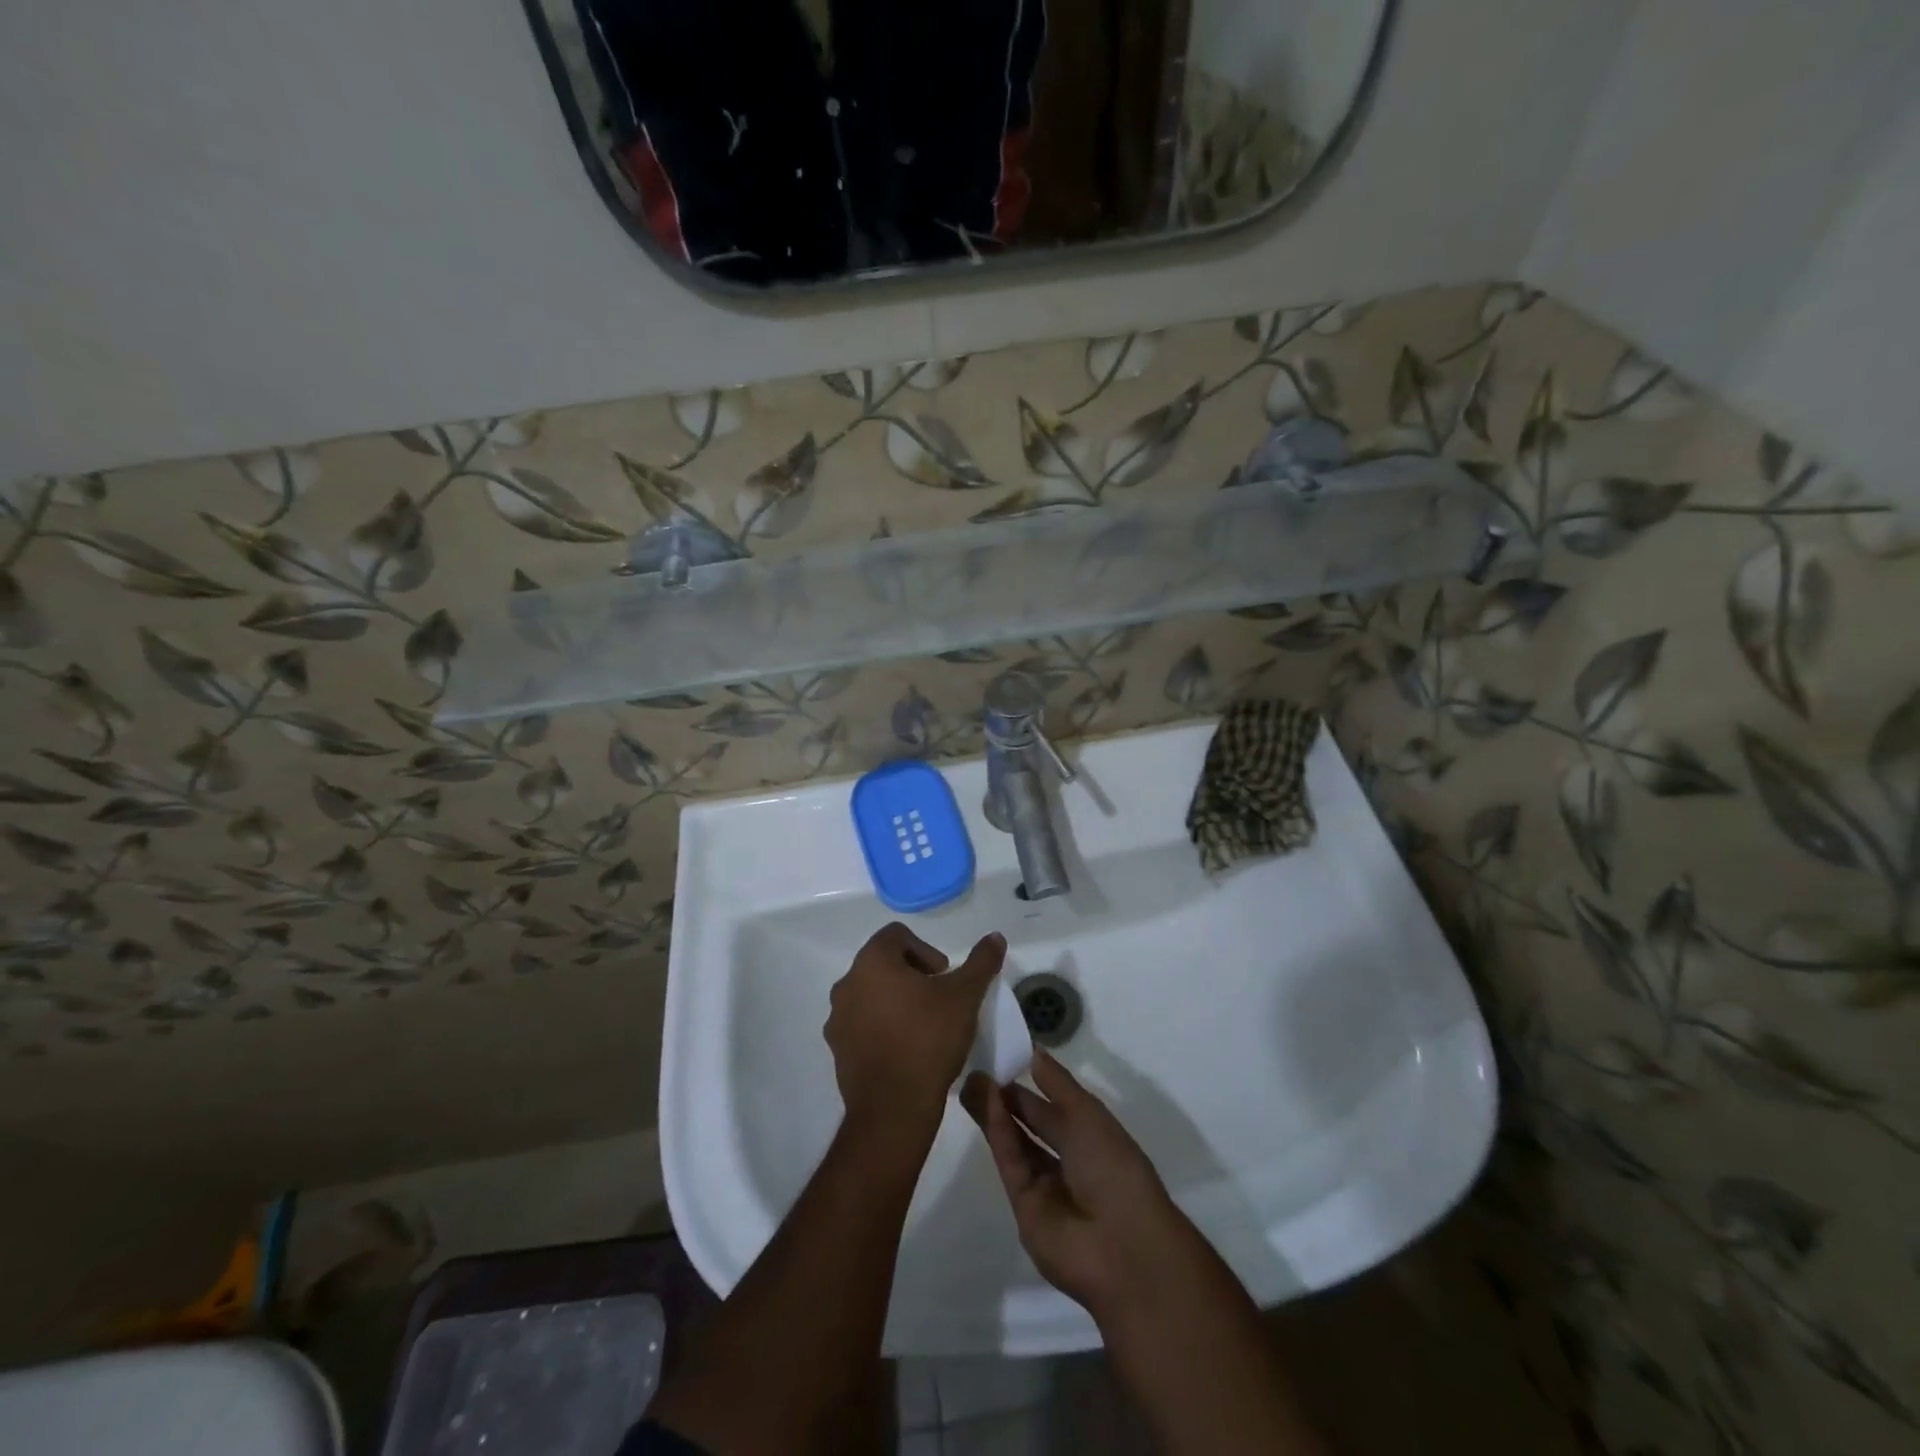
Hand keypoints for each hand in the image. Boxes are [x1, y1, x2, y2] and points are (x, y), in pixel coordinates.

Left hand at [825, 922, 1005, 1132]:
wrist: (894, 1108)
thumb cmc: (929, 1040)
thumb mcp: (965, 997)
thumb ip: (980, 962)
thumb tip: (995, 936)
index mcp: (872, 962)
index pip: (896, 935)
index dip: (925, 950)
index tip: (944, 977)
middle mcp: (847, 984)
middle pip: (882, 963)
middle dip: (912, 975)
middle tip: (938, 999)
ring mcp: (838, 1018)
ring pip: (870, 995)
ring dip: (895, 1001)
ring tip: (923, 1026)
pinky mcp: (838, 1049)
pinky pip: (861, 1025)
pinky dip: (882, 1027)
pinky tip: (906, 1049)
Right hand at [961, 1052, 1186, 1323]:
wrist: (1121, 1245)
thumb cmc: (1113, 1165)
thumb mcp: (1087, 1112)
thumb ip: (1056, 1082)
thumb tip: (1033, 1050)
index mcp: (1093, 1136)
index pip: (1055, 1104)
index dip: (1031, 1082)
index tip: (1002, 1057)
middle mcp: (1069, 1159)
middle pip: (1031, 1123)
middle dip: (1006, 1097)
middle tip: (975, 1068)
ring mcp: (1046, 1186)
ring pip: (1015, 1142)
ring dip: (995, 1112)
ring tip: (969, 1080)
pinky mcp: (1023, 1207)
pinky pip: (1011, 1162)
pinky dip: (999, 1133)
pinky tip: (986, 1102)